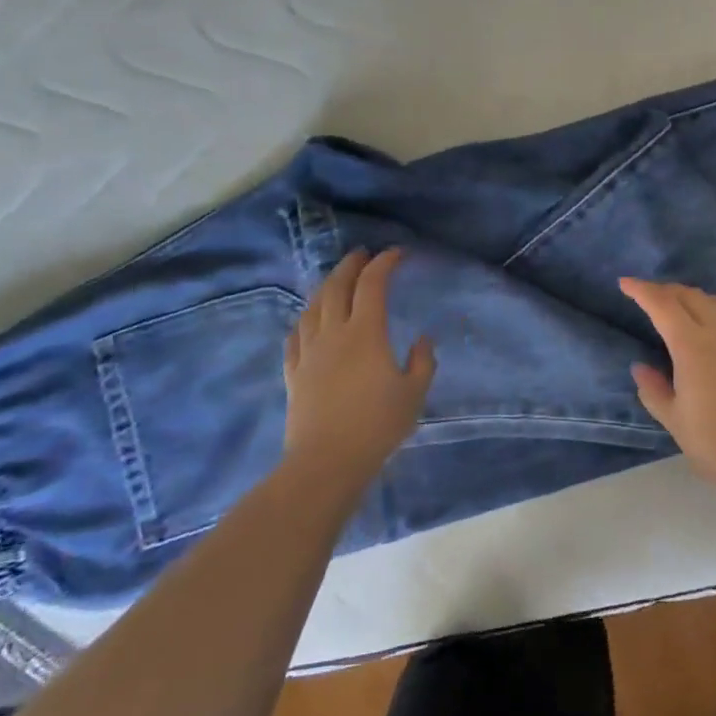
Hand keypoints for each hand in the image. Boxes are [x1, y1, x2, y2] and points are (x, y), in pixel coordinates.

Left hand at [283, 248, 434, 484]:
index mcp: (366, 333)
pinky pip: (295, 335)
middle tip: (362, 255)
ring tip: (336, 281)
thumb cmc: (377, 425)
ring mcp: (309, 352)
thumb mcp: (414, 394)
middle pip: (337, 287)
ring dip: (326, 286)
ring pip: (313, 307)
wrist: (327, 461)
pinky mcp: (294, 372)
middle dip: (350, 265)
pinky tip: (308, 320)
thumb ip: (422, 362)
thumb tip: (422, 340)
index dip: (384, 264)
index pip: (372, 285)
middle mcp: (334, 333)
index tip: (396, 254)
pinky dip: (304, 319)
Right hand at [619, 278, 715, 476]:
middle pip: (690, 296)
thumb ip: (654, 390)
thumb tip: (640, 367)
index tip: (625, 283)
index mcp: (692, 345)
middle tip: (649, 296)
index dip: (642, 290)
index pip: (662, 304)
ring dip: (693, 297)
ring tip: (681, 307)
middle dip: (666, 290)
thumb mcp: (675, 421)